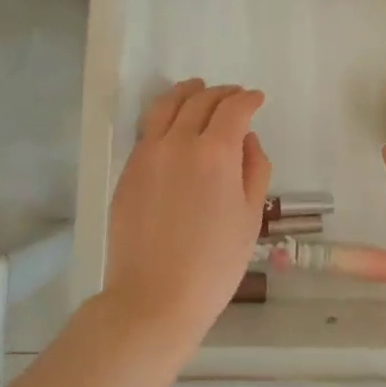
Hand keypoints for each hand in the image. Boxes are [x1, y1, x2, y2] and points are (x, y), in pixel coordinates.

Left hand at [100, 78, 271, 356]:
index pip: (233, 108)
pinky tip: (172, 122)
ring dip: (187, 92)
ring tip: (197, 89)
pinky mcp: (129, 169)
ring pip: (167, 105)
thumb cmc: (214, 264)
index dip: (248, 99)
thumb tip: (247, 138)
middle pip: (200, 100)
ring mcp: (148, 153)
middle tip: (234, 95)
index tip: (257, 99)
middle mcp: (179, 142)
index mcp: (215, 153)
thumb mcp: (250, 217)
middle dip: (221, 93)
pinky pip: (148, 128)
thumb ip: (254, 169)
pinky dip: (165, 114)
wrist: (153, 298)